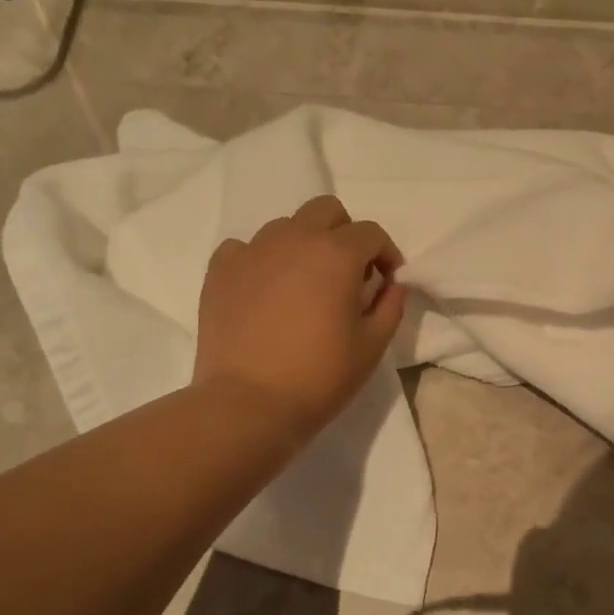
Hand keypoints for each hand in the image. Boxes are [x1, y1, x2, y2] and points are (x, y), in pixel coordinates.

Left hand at [194, 195, 407, 441]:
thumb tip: (393, 283)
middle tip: (348, 274)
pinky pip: (246, 249)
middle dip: (345, 234)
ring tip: (305, 286)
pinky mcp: (220, 271)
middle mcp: (293, 239)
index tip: (387, 282)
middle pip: (326, 211)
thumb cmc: (320, 377)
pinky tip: (266, 292)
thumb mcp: (372, 346)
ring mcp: (252, 251)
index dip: (386, 254)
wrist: (249, 404)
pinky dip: (263, 261)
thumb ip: (390, 306)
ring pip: (286, 227)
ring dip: (304, 246)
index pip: (371, 233)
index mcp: (336, 254)